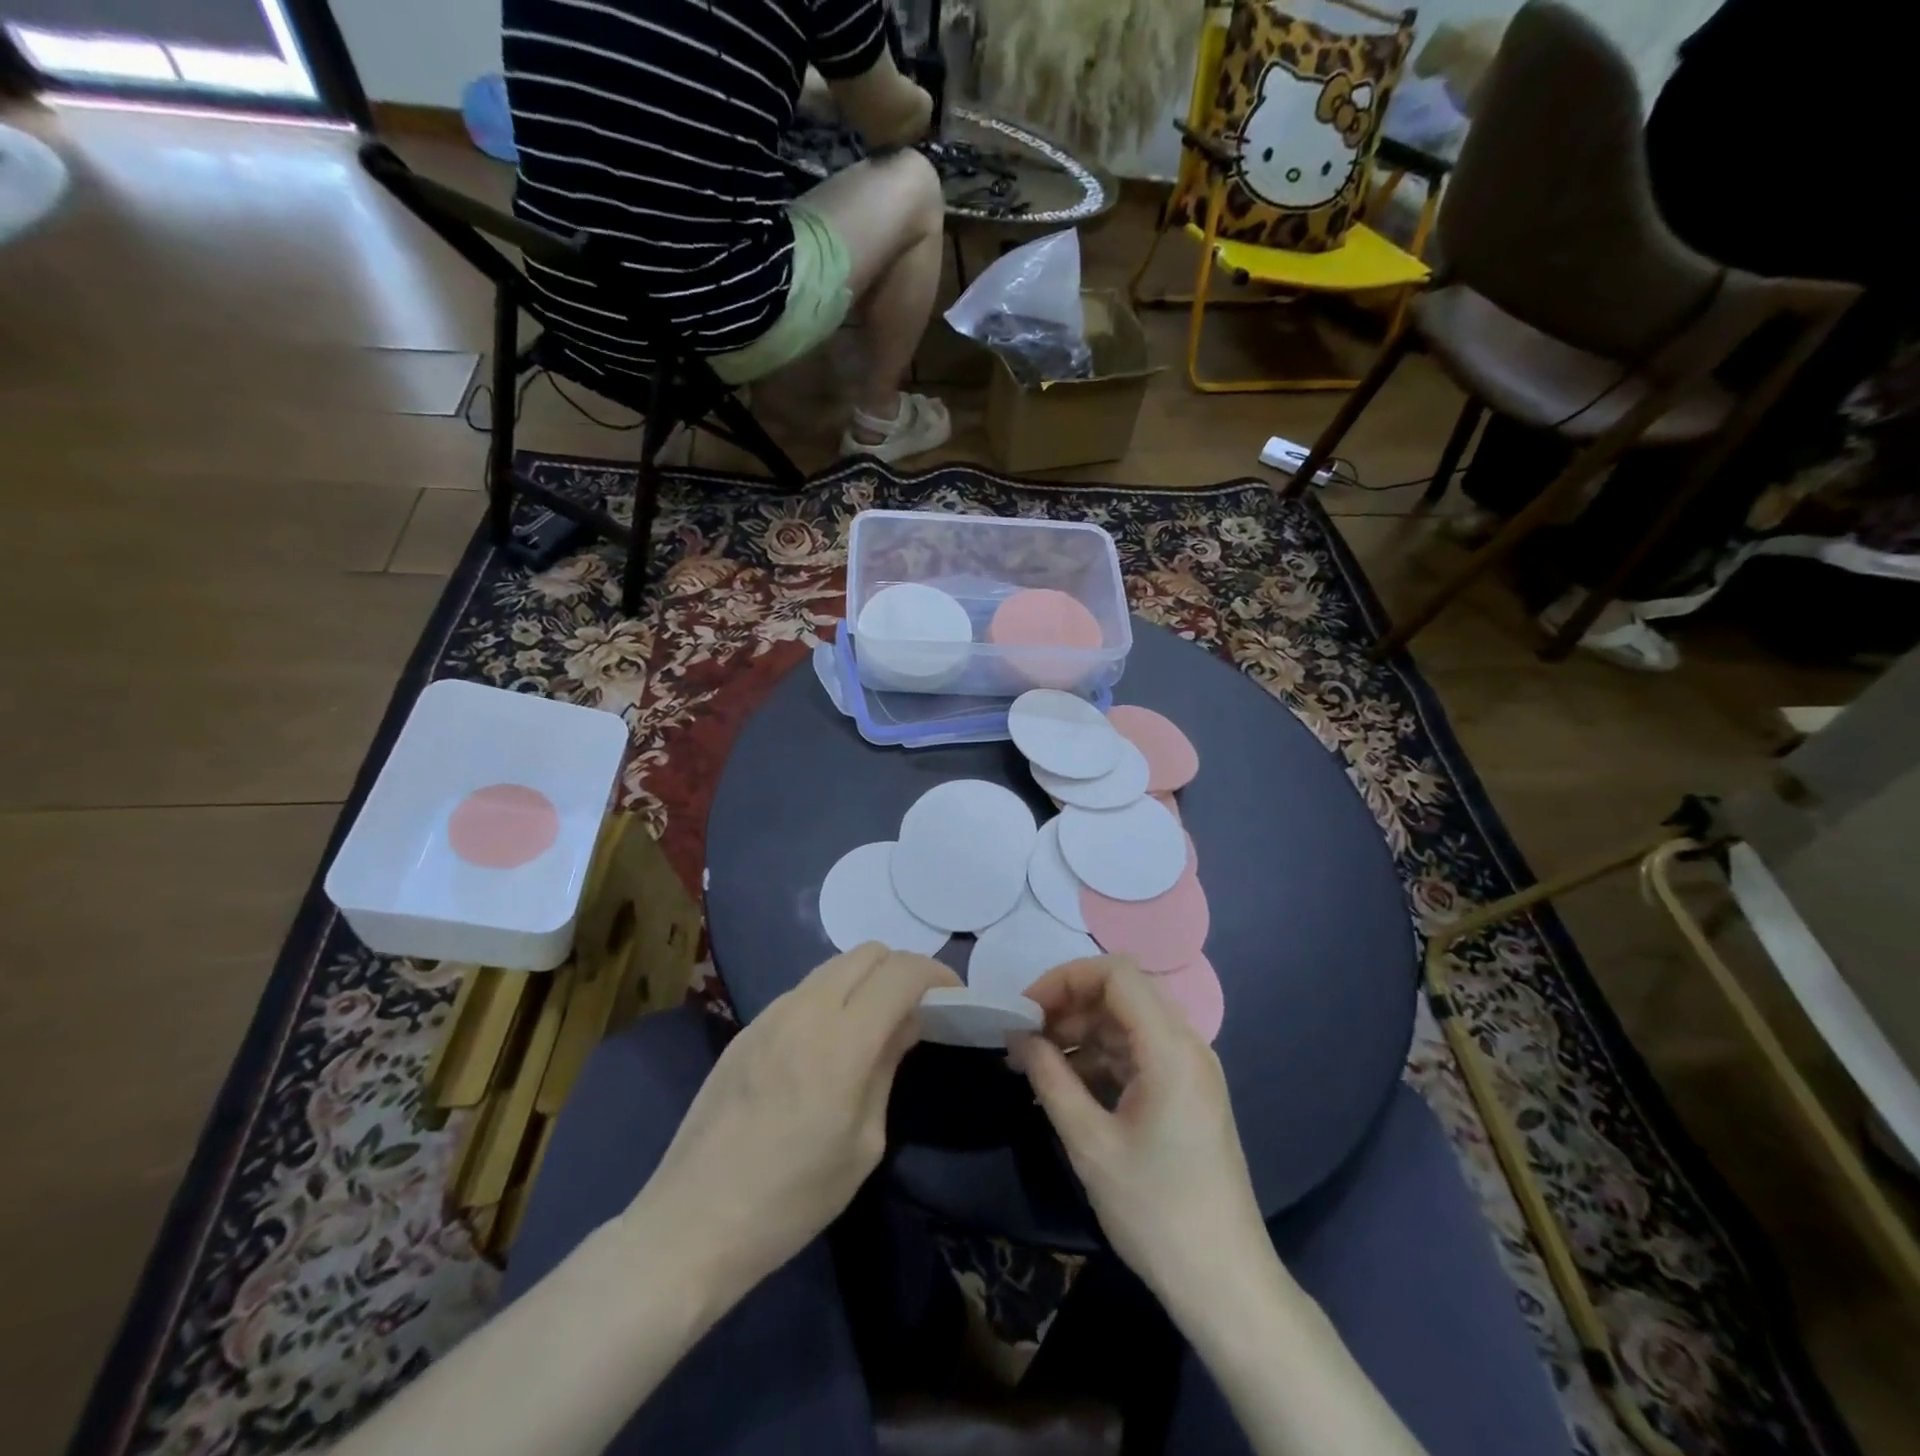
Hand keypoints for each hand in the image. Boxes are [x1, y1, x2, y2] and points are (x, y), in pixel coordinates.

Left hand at [626, 943, 957, 1300]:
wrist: (694, 1222)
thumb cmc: (792, 1198)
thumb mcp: (864, 1143)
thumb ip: (887, 1067)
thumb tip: (907, 1022)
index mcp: (843, 1039)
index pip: (901, 973)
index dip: (936, 976)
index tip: (953, 998)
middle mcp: (806, 1009)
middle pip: (869, 952)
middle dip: (903, 969)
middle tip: (917, 1009)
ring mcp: (771, 1014)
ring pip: (834, 965)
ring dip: (866, 979)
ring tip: (877, 1022)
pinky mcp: (748, 1028)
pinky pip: (804, 990)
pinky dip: (833, 995)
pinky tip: (831, 1041)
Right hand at [1010, 957, 1269, 1311]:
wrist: (1226, 1285)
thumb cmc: (1156, 1212)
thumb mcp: (1090, 1144)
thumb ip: (1050, 1078)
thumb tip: (1018, 1037)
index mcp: (1170, 1048)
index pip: (1116, 973)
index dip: (1065, 979)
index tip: (1026, 1011)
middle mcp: (1187, 1045)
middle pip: (1122, 993)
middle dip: (1068, 1006)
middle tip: (1025, 1040)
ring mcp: (1190, 1069)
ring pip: (1127, 1023)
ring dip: (1081, 1034)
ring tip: (1036, 1066)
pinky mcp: (1187, 1093)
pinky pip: (1138, 1054)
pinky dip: (1100, 1059)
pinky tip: (1067, 1089)